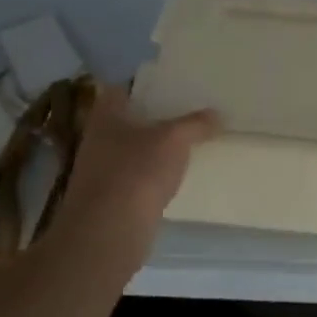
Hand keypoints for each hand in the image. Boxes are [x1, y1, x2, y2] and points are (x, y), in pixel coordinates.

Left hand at [48, 84, 219, 255]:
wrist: (108, 235)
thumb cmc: (137, 173)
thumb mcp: (174, 140)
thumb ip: (196, 124)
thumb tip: (218, 114)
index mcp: (107, 115)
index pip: (123, 87)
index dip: (146, 82)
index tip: (173, 80)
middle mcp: (99, 139)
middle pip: (131, 118)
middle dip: (157, 114)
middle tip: (191, 106)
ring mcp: (103, 171)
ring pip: (135, 148)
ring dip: (157, 145)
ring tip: (191, 137)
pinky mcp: (112, 199)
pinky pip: (139, 175)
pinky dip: (156, 172)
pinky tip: (178, 173)